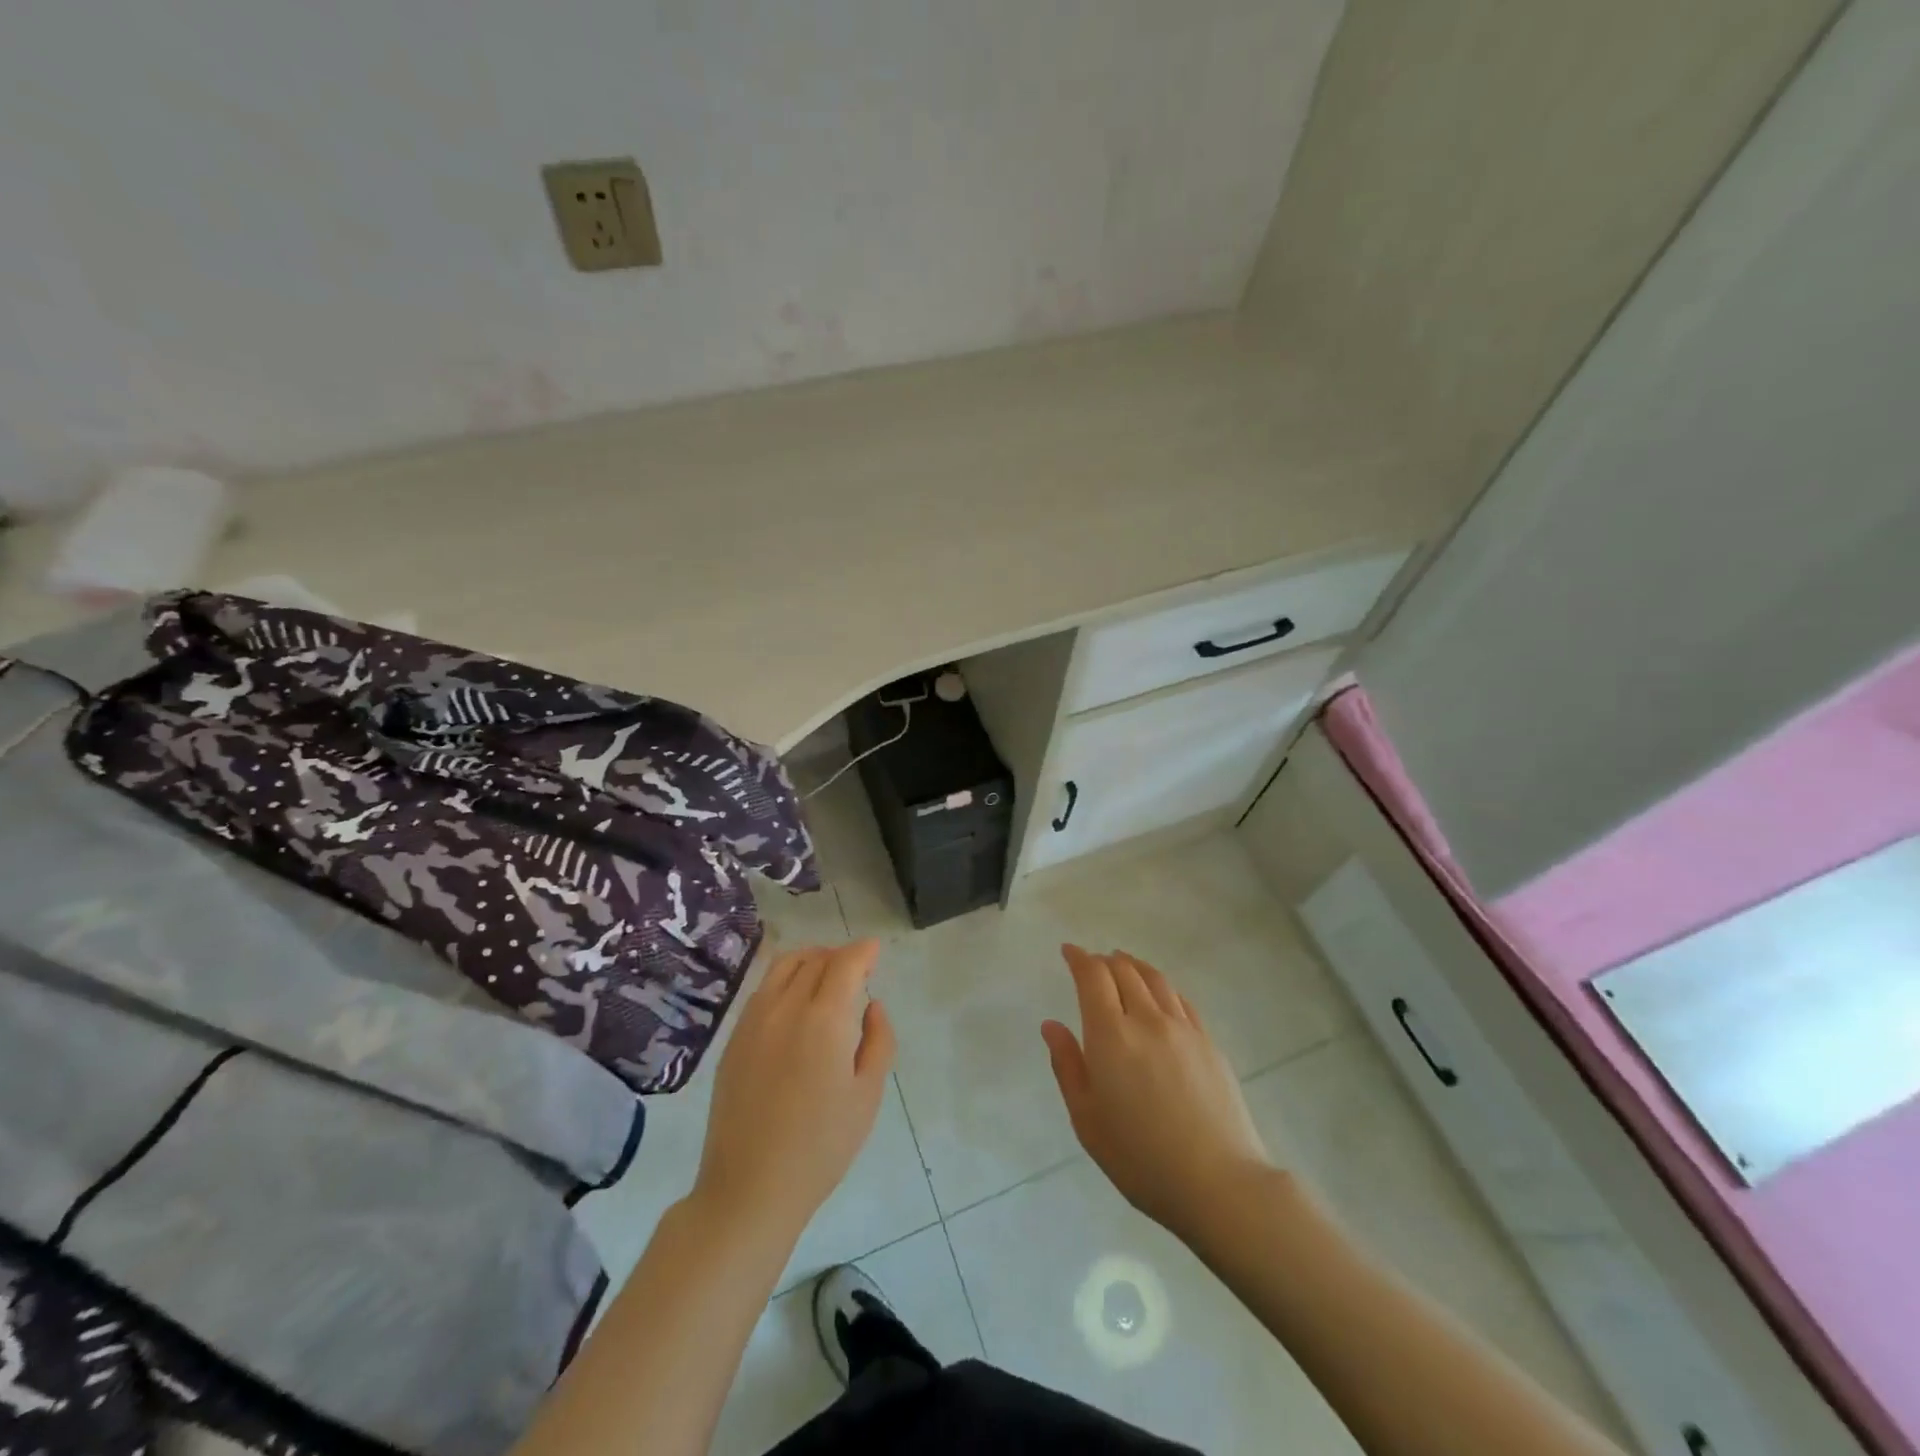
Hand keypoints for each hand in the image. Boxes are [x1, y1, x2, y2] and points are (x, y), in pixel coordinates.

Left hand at [693, 939, 895, 1242]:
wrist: (750, 1187)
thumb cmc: (821, 1146)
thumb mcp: (868, 1095)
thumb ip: (878, 1041)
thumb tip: (873, 1006)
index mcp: (824, 1019)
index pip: (846, 963)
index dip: (864, 951)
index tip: (875, 951)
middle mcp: (786, 1007)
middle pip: (815, 959)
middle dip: (840, 956)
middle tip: (857, 970)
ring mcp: (754, 1020)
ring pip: (784, 966)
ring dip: (810, 960)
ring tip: (826, 976)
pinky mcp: (734, 1038)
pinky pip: (763, 989)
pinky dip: (785, 980)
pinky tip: (795, 1003)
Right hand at [1042, 944, 1270, 1243]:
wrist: (1219, 1182)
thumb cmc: (1140, 1158)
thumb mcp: (1087, 1119)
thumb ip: (1067, 1065)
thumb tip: (1051, 1025)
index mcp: (1111, 1034)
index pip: (1093, 977)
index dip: (1079, 958)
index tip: (1068, 951)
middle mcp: (1146, 1019)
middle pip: (1124, 971)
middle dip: (1104, 961)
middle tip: (1092, 963)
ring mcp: (1183, 1028)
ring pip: (1155, 979)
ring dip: (1134, 965)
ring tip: (1124, 964)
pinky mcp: (1209, 1042)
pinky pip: (1180, 999)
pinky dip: (1161, 986)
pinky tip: (1159, 994)